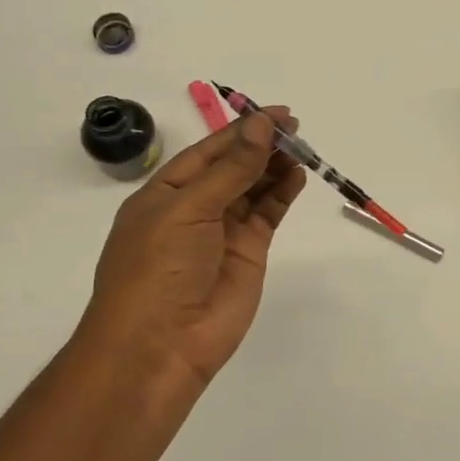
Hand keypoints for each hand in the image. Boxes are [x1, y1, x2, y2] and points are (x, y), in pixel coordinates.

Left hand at [73, 108, 305, 389]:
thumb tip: (261, 125)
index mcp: (165, 192)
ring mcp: (223, 231)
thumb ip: (231, 168)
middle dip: (261, 145)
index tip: (276, 113)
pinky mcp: (248, 253)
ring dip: (274, 166)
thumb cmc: (158, 268)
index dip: (242, 130)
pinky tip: (297, 175)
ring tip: (301, 147)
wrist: (160, 346)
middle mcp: (194, 208)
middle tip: (296, 127)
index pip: (209, 150)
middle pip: (233, 166)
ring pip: (253, 187)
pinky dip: (282, 193)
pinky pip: (267, 214)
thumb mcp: (189, 209)